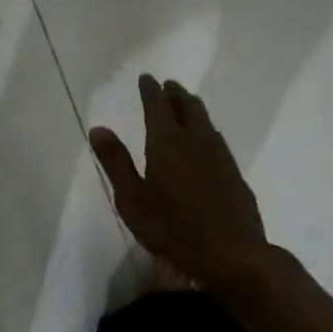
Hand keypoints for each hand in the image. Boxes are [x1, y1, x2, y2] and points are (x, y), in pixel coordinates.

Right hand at [89, 74, 273, 291]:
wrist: (231, 253)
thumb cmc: (172, 228)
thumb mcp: (132, 199)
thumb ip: (116, 162)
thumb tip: (98, 128)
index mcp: (166, 141)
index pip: (157, 104)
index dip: (150, 89)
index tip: (146, 78)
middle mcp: (195, 139)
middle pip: (187, 105)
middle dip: (175, 93)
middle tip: (167, 86)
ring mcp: (220, 154)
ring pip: (205, 120)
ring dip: (192, 108)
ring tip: (184, 106)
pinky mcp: (234, 172)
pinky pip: (216, 138)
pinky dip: (205, 129)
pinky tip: (204, 141)